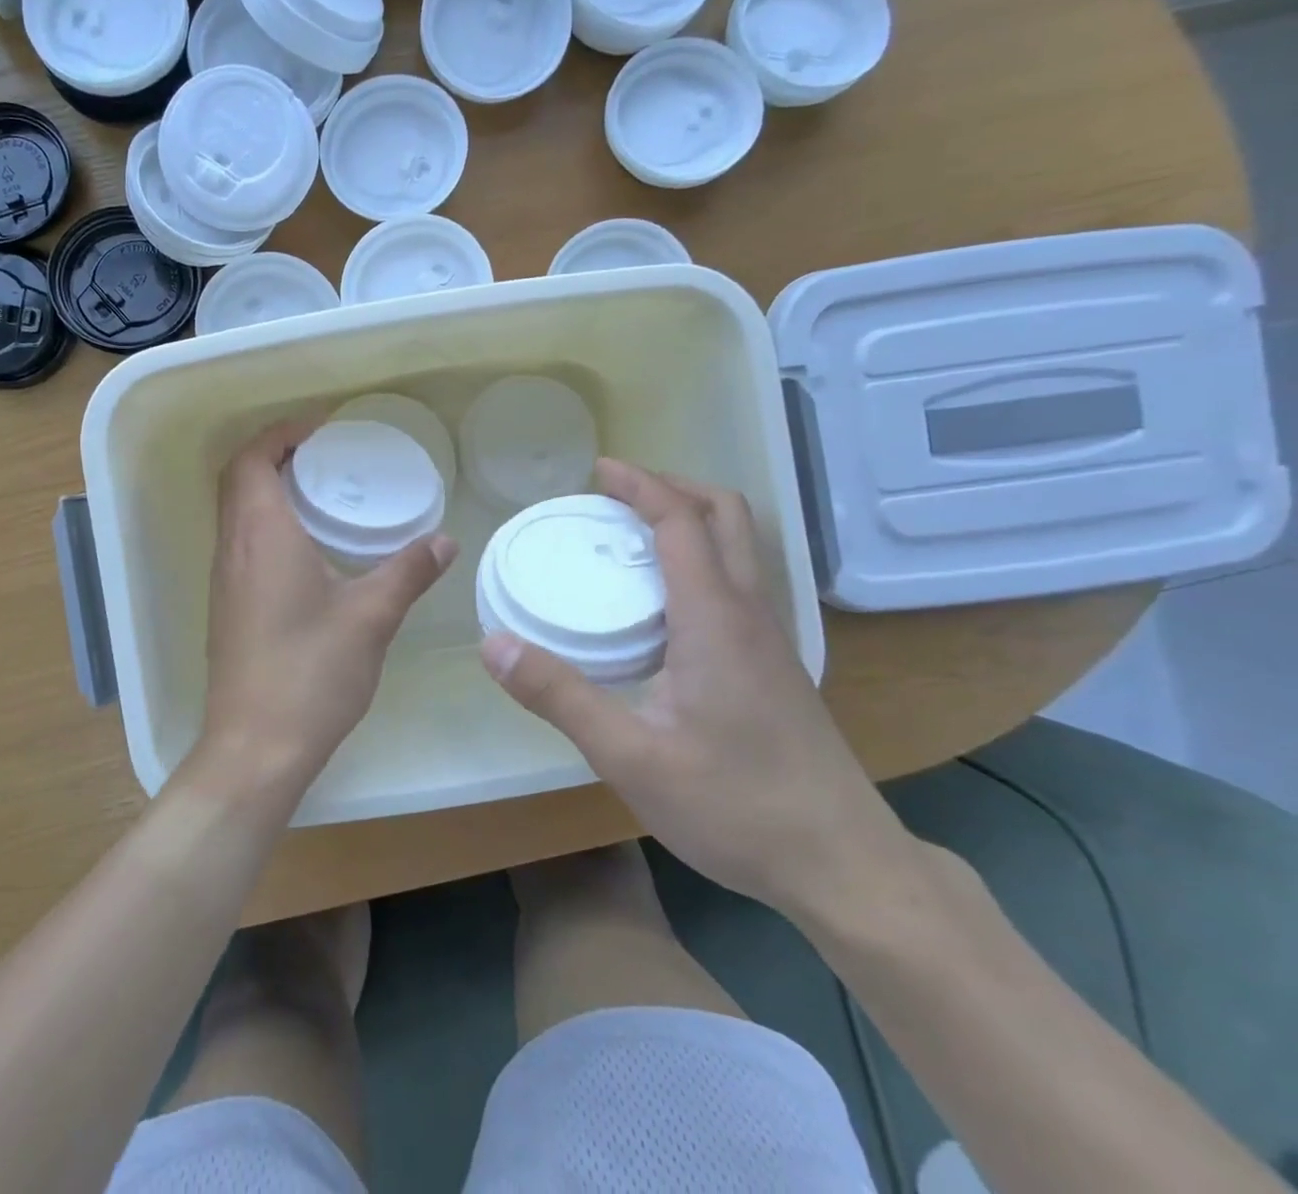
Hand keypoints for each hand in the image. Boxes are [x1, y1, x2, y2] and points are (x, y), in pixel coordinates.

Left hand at [200, 420, 457, 794]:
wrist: (255, 747)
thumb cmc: (310, 671)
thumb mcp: (371, 616)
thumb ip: (409, 571)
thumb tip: (444, 540)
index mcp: (261, 534)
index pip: (251, 459)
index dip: (280, 433)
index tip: (321, 429)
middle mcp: (232, 548)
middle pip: (239, 479)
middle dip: (277, 455)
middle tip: (327, 456)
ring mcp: (224, 580)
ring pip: (237, 513)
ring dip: (270, 491)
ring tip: (323, 495)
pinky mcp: (227, 608)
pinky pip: (241, 544)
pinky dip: (267, 525)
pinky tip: (309, 551)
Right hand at [480, 459, 911, 917]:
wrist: (843, 867)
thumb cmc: (736, 806)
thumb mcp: (630, 757)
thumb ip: (559, 695)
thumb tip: (493, 645)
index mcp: (715, 619)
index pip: (681, 522)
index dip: (640, 486)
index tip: (598, 470)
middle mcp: (750, 614)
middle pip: (726, 516)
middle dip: (672, 489)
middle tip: (617, 495)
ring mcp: (771, 640)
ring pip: (740, 548)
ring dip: (691, 521)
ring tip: (633, 538)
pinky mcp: (775, 666)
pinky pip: (738, 582)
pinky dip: (701, 560)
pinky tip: (663, 605)